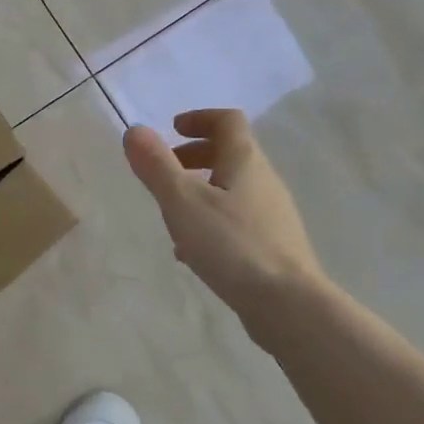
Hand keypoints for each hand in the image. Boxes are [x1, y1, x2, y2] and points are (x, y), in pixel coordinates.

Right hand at [124, 108, 325, 307]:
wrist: (288, 305)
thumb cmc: (232, 244)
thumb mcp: (183, 201)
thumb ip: (156, 165)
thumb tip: (134, 130)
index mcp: (245, 161)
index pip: (227, 120)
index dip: (199, 118)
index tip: (172, 129)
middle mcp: (264, 181)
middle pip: (230, 153)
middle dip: (194, 155)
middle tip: (165, 170)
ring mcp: (272, 215)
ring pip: (231, 189)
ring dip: (200, 190)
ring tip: (171, 214)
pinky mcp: (273, 246)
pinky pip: (236, 220)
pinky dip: (210, 221)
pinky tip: (191, 251)